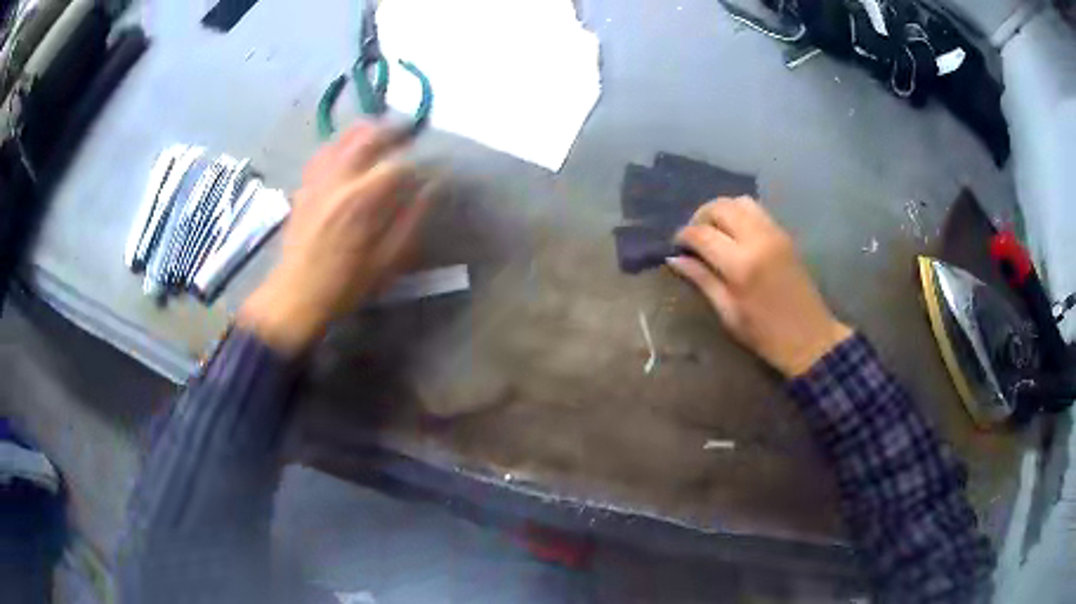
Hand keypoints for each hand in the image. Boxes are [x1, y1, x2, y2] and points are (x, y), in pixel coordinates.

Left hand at [239, 123, 430, 354]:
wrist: (295, 295)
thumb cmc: (345, 284)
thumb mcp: (387, 262)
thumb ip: (410, 220)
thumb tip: (430, 189)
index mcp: (362, 200)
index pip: (399, 164)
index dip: (420, 162)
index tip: (433, 167)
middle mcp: (339, 180)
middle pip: (370, 136)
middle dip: (394, 130)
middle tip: (411, 133)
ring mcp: (318, 179)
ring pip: (344, 137)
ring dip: (367, 129)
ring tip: (383, 132)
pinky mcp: (305, 185)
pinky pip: (323, 151)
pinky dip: (341, 142)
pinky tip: (349, 147)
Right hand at [668, 197, 851, 376]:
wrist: (810, 338)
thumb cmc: (765, 335)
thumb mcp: (728, 313)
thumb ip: (702, 280)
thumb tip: (675, 259)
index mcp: (741, 264)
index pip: (702, 233)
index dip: (683, 236)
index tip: (676, 246)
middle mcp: (758, 239)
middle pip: (720, 207)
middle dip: (700, 217)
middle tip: (693, 237)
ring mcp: (774, 233)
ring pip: (739, 201)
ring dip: (721, 211)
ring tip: (713, 231)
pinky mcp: (784, 234)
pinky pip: (756, 210)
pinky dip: (739, 214)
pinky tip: (734, 234)